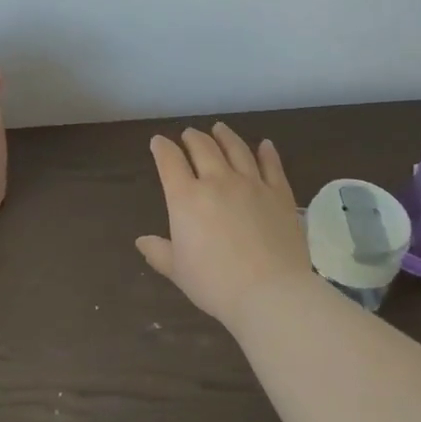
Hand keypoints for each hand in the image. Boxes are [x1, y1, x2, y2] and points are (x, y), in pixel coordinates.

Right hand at [136, 122, 313, 329]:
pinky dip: (267, 153)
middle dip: (192, 138)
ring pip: (236, 149)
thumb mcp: (178, 271)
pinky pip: (272, 166)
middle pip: (203, 148)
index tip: (158, 142)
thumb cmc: (215, 284)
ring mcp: (251, 184)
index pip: (170, 161)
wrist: (270, 293)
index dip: (162, 148)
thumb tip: (141, 241)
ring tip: (220, 128)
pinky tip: (265, 145)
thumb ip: (159, 252)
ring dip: (225, 136)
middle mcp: (217, 181)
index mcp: (186, 198)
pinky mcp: (279, 194)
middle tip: (189, 134)